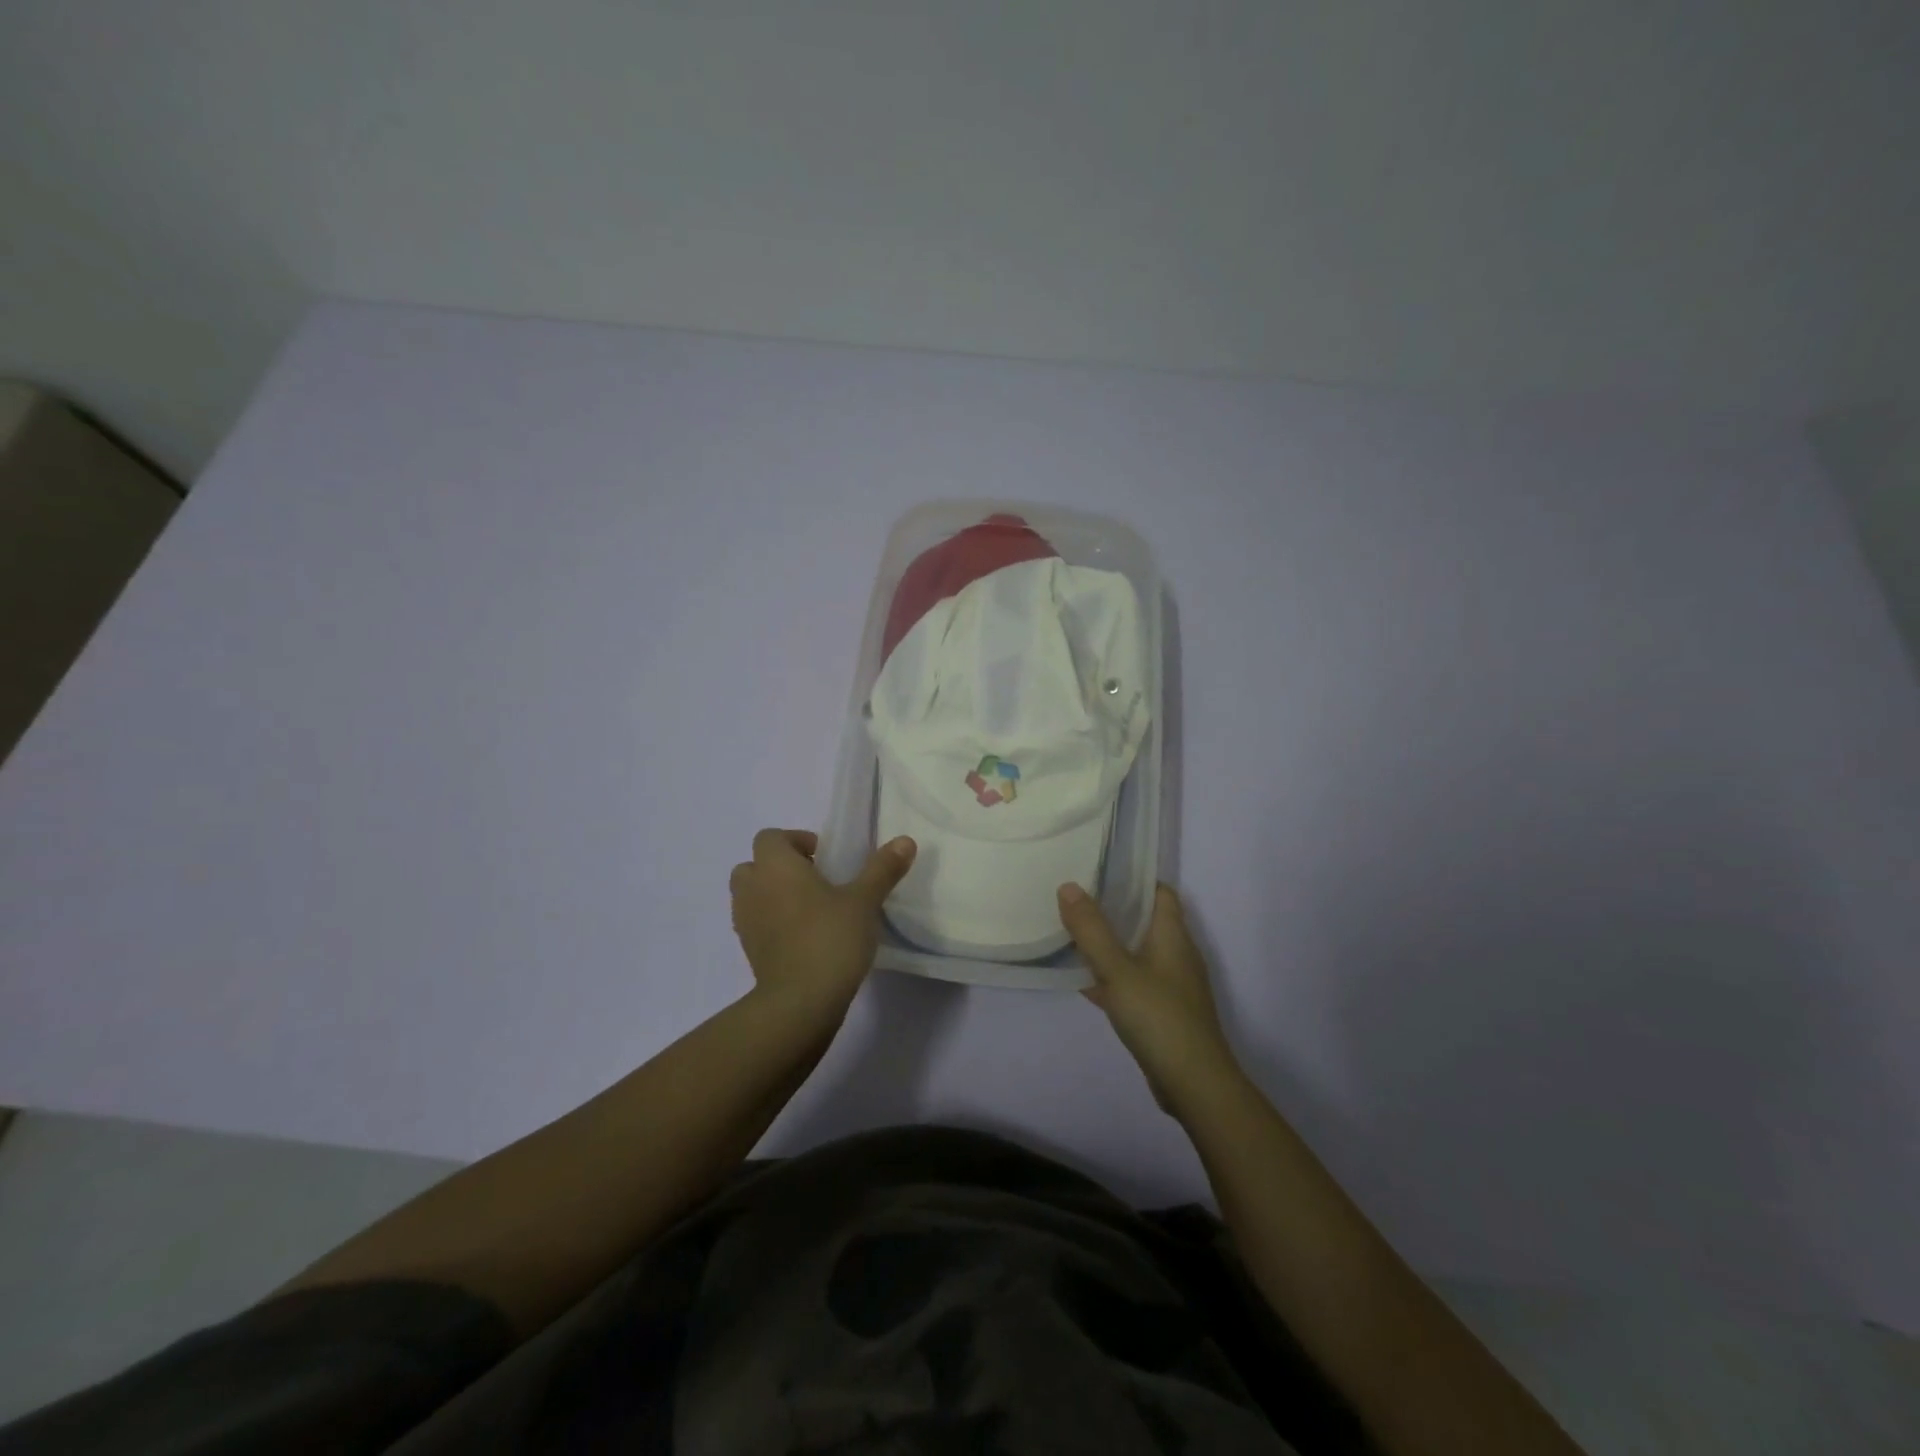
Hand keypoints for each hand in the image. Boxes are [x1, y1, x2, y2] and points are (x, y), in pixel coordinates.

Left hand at [730, 829, 915, 1022]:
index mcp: (775, 866)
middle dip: (780, 867)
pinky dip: (772, 922)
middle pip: (754, 864)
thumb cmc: (830, 939)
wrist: (800, 1002)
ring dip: (773, 894)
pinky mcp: (749, 951)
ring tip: (810, 910)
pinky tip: (803, 937)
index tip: (826, 858)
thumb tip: (905, 840)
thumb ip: (883, 869)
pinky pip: (756, 923)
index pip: (770, 837)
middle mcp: (753, 888)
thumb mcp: (864, 901)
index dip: (796, 841)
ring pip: (751, 894)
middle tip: (816, 881)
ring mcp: (745, 921)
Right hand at [1058, 883, 1241, 1113]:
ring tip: (1073, 933)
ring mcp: (1172, 985)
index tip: (1099, 871)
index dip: (1134, 878)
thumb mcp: (1117, 970)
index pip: (1160, 892)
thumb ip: (1091, 929)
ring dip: (1111, 943)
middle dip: (1114, 909)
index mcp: (1173, 936)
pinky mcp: (1164, 1012)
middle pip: (1146, 920)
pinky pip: (1134, 982)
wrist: (1194, 1084)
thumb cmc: (1159, 1017)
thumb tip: (1068, 886)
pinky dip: (1112, 976)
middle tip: (1076, 899)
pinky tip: (1084, 982)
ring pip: (1138, 952)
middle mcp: (1177, 954)